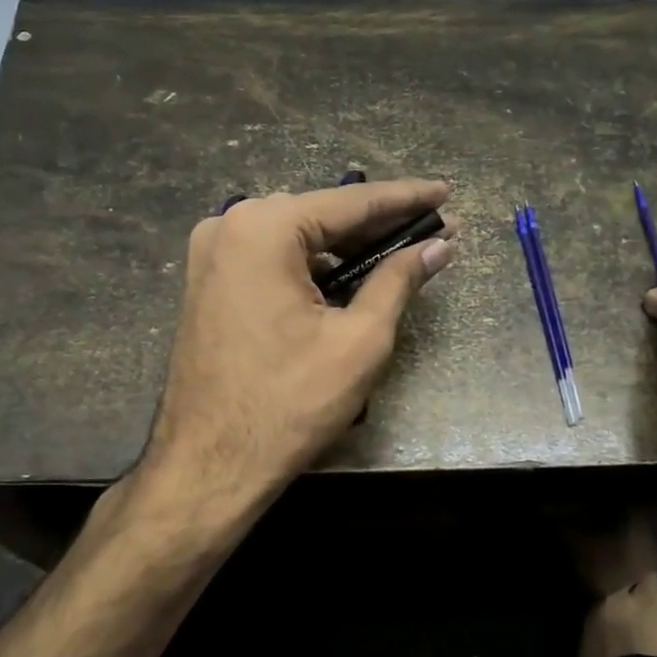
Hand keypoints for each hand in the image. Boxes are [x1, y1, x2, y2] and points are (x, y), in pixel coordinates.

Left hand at [144, 179, 454, 497]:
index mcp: (263, 228)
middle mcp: (229, 226)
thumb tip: (438, 247)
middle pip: (322, 215)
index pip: (351, 202)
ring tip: (403, 251)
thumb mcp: (360, 340)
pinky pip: (274, 260)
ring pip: (299, 238)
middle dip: (380, 224)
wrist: (209, 465)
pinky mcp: (209, 283)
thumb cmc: (289, 403)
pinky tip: (353, 275)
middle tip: (435, 227)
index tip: (447, 191)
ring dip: (349, 247)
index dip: (407, 197)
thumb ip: (399, 280)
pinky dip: (315, 266)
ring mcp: (212, 255)